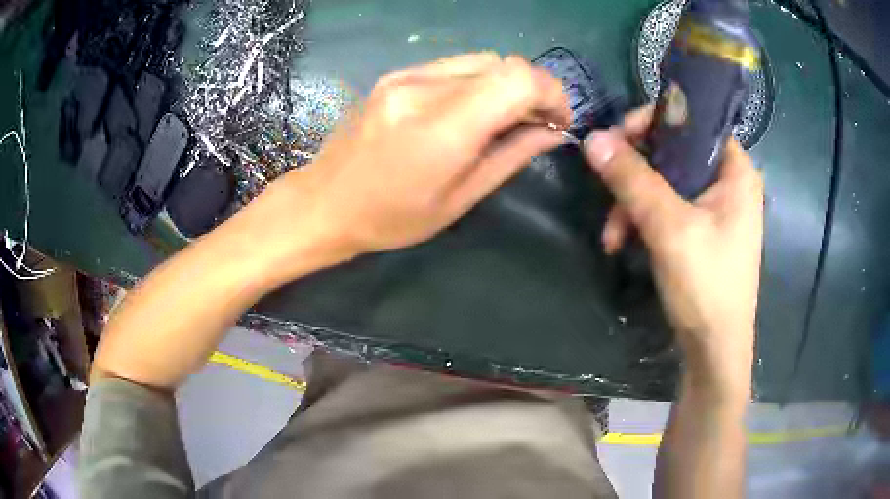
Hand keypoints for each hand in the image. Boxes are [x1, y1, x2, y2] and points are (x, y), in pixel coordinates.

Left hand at [264, 52, 569, 262]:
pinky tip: (469, 109)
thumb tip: (553, 131)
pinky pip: (453, 65)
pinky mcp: (395, 74)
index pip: (516, 79)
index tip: (557, 120)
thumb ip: (511, 157)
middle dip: (532, 90)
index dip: (550, 92)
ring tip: (502, 118)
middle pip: (503, 64)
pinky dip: (477, 82)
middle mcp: (422, 89)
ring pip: (481, 60)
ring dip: (504, 85)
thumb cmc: (391, 218)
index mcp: (441, 129)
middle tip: (534, 123)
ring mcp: (404, 76)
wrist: (325, 201)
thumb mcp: (459, 200)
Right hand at [584, 106, 763, 391]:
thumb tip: (593, 137)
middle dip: (635, 172)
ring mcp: (714, 207)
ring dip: (632, 202)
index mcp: (735, 169)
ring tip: (612, 235)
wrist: (713, 350)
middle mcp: (727, 181)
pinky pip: (666, 206)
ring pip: (664, 181)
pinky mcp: (701, 229)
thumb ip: (632, 179)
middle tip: (607, 188)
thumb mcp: (669, 228)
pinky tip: (621, 241)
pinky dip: (642, 220)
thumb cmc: (706, 286)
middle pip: (674, 151)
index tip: (617, 139)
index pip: (692, 121)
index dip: (653, 122)